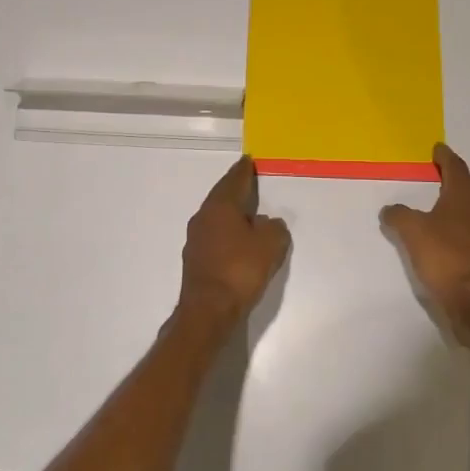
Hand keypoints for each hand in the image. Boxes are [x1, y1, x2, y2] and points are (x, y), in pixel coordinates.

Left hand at [179, 156, 290, 329]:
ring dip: (230, 211)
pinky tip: (237, 240)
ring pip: (216, 216)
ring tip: (246, 210)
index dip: (243, 170)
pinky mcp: (195, 259)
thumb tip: (265, 223)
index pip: (234, 180)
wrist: (208, 310)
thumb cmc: (240, 270)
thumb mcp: (271, 244)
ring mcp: (196, 239)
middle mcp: (203, 217)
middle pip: (221, 196)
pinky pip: (214, 235)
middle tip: (247, 179)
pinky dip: (226, 231)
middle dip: (235, 187)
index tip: (248, 160)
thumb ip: (274, 227)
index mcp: (220, 207)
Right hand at [380, 143, 469, 336]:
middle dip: (451, 174)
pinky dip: (452, 218)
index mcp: (462, 196)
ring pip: (466, 205)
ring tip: (435, 195)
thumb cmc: (443, 256)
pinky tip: (439, 227)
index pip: (455, 167)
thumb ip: (398, 214)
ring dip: (453, 196)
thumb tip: (390, 209)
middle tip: (435, 167)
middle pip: (465, 184)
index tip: (436, 148)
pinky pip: (464, 224)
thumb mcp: (412, 230)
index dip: (445, 156)